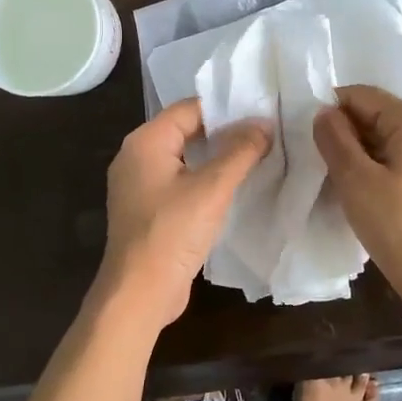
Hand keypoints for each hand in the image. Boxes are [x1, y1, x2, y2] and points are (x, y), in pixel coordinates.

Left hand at [99, 98, 270, 326]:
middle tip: (265, 134)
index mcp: (145, 142)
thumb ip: (240, 151)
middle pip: (186, 131)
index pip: (190, 108)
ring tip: (256, 157)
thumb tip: (264, 123)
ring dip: (216, 158)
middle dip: (224, 132)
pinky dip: (204, 180)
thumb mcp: (213, 188)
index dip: (226, 108)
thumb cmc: (172, 233)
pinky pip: (179, 182)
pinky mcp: (148, 210)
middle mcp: (136, 157)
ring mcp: (139, 186)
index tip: (262, 113)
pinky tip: (232, 188)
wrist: (140, 292)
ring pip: (184, 159)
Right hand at [313, 85, 401, 300]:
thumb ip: (334, 138)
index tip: (310, 138)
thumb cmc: (395, 223)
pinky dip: (378, 166)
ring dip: (360, 152)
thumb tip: (324, 112)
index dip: (331, 110)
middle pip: (377, 114)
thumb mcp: (354, 178)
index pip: (362, 95)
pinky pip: (401, 158)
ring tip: (340, 179)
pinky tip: (364, 191)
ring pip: (388, 138)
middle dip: (346, 132)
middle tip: (322, 162)